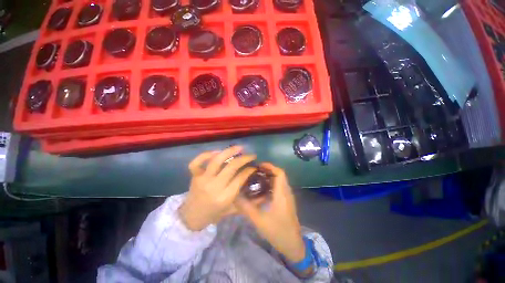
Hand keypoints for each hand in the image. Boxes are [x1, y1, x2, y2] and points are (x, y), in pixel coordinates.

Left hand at [179, 146, 256, 230]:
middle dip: (244, 158)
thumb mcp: (232, 210)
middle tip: (251, 155)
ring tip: (239, 147)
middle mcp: (214, 186)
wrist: (191, 218)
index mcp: (225, 197)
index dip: (249, 169)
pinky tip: (216, 152)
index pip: (240, 178)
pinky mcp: (194, 176)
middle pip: (231, 167)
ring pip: (216, 160)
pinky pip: (197, 162)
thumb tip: (261, 194)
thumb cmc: (214, 214)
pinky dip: (205, 155)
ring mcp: (203, 179)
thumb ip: (246, 202)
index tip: (254, 166)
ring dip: (229, 151)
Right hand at [236, 163, 305, 261]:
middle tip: (255, 171)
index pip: (280, 173)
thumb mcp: (259, 220)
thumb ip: (246, 207)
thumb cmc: (278, 232)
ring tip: (256, 178)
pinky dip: (271, 185)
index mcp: (282, 194)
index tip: (259, 165)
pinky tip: (261, 190)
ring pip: (280, 181)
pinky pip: (279, 188)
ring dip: (269, 177)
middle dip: (268, 170)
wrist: (293, 245)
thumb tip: (235, 196)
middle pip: (279, 175)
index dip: (270, 166)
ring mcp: (288, 197)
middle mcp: (287, 192)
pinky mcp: (286, 202)